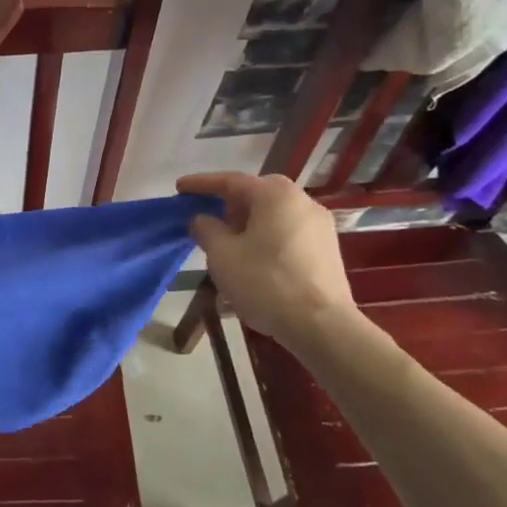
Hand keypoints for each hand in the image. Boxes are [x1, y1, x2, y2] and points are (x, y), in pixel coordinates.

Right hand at [176, 173, 356, 345]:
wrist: (320, 325)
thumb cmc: (265, 282)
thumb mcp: (222, 254)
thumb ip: (206, 229)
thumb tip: (202, 219)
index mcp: (275, 195)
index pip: (231, 181)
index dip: (201, 184)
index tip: (179, 188)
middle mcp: (302, 201)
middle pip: (256, 195)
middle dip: (228, 204)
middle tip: (207, 217)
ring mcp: (319, 226)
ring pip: (273, 215)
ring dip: (247, 223)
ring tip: (226, 243)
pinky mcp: (327, 249)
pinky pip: (287, 232)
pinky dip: (265, 237)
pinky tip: (251, 259)